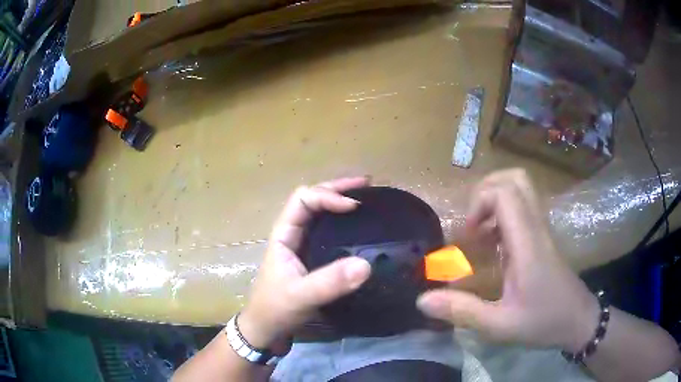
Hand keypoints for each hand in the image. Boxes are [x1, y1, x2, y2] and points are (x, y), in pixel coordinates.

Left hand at [238, 177, 371, 348]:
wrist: (267, 328)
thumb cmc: (276, 309)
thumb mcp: (301, 296)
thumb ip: (330, 283)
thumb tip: (366, 265)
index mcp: (284, 234)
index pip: (303, 200)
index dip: (328, 196)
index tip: (354, 206)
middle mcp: (293, 233)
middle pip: (313, 199)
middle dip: (338, 189)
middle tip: (367, 184)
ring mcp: (302, 245)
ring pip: (321, 213)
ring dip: (341, 201)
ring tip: (367, 198)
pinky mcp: (312, 258)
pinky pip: (329, 232)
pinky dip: (344, 223)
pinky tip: (359, 226)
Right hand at [417, 169, 598, 351]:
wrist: (578, 321)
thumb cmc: (543, 323)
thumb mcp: (499, 326)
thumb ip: (462, 312)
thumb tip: (422, 300)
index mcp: (527, 244)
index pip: (505, 193)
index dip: (479, 202)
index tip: (468, 234)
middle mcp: (536, 228)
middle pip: (515, 179)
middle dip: (486, 190)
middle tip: (472, 223)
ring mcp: (542, 230)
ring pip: (521, 189)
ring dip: (494, 200)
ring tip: (479, 232)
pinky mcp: (543, 237)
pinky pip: (523, 208)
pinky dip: (502, 214)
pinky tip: (493, 245)